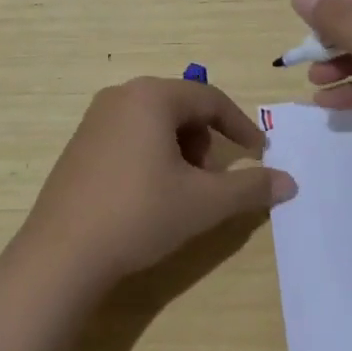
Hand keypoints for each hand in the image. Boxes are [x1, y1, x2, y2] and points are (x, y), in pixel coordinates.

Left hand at [20, 77, 296, 290]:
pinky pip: (129, 134)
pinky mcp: (79, 144)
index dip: (240, 125)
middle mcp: (121, 96)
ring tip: (180, 189)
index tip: (259, 152)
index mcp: (152, 97)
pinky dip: (152, 154)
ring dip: (180, 148)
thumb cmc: (139, 215)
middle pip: (181, 107)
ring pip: (155, 121)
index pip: (210, 99)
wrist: (61, 255)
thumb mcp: (204, 203)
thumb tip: (290, 183)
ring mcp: (94, 118)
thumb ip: (250, 187)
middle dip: (205, 139)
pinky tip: (147, 193)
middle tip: (210, 178)